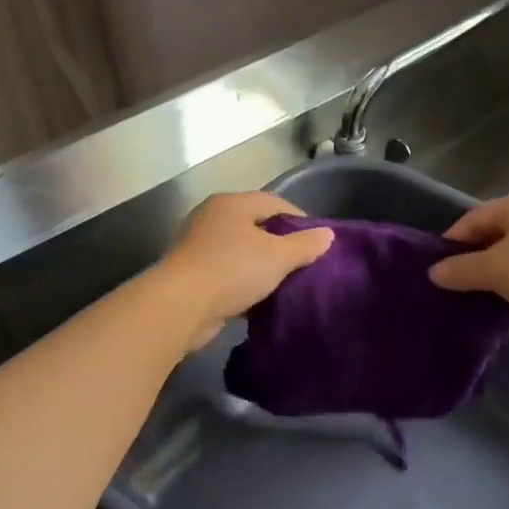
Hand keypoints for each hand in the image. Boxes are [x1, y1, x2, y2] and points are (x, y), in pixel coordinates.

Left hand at [156, 192, 334, 348]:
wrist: (180, 306)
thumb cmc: (232, 271)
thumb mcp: (277, 257)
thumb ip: (305, 245)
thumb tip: (327, 235)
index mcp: (231, 204)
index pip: (273, 202)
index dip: (299, 218)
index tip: (317, 240)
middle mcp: (211, 218)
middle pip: (254, 225)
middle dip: (279, 243)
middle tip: (302, 263)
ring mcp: (197, 245)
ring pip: (239, 251)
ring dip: (259, 265)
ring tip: (283, 282)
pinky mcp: (190, 273)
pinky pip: (225, 273)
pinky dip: (242, 282)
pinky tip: (257, 298)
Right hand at [428, 189, 508, 339]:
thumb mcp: (495, 270)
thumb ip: (460, 270)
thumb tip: (433, 272)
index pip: (472, 219)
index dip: (451, 243)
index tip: (436, 270)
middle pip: (497, 237)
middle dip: (476, 262)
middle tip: (457, 289)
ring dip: (501, 279)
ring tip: (482, 303)